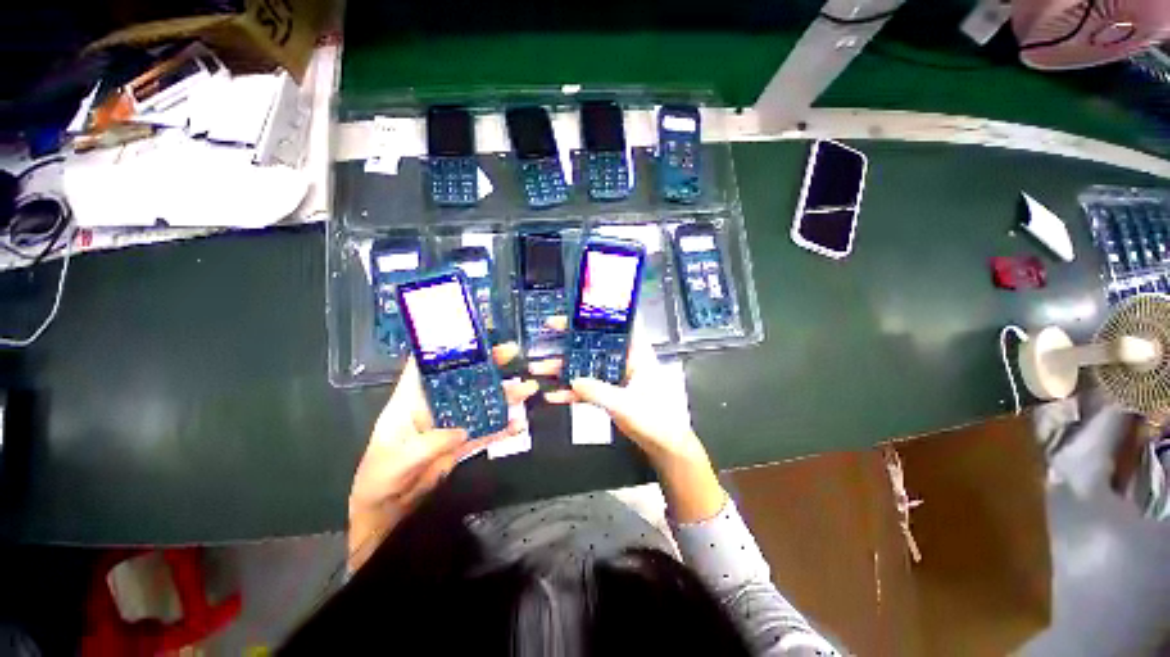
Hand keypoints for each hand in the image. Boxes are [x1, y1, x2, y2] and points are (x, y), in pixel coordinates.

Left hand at [348, 342, 537, 569]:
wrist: (386, 511)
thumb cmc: (380, 479)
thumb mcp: (398, 460)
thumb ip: (430, 443)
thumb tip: (462, 429)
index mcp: (411, 401)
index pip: (426, 365)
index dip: (446, 347)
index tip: (471, 335)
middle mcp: (434, 406)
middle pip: (464, 379)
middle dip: (487, 364)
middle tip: (512, 353)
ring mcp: (451, 423)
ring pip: (481, 402)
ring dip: (504, 395)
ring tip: (528, 389)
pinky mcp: (462, 442)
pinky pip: (486, 430)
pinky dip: (503, 427)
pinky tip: (520, 423)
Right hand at [532, 318, 706, 469]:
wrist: (662, 445)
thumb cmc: (655, 419)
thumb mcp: (625, 404)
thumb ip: (598, 392)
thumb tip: (572, 380)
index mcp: (636, 353)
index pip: (620, 323)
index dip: (602, 311)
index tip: (581, 306)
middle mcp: (623, 360)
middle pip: (595, 342)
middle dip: (571, 336)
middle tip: (549, 328)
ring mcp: (613, 377)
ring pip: (585, 365)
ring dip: (563, 367)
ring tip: (538, 368)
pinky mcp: (607, 393)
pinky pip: (585, 388)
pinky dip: (570, 392)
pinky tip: (552, 395)